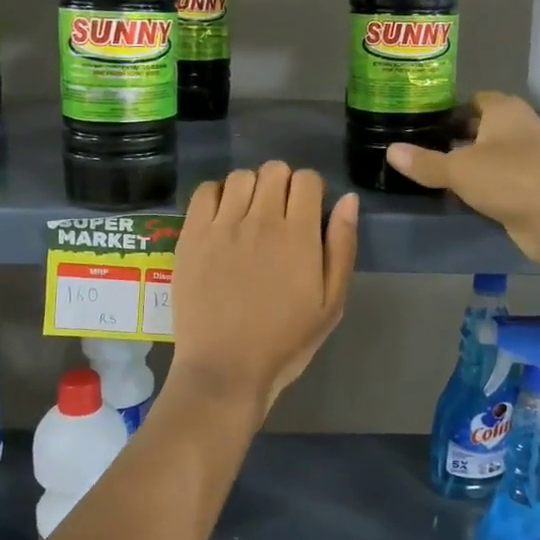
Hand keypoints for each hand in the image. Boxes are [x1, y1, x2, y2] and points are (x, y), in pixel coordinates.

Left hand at [171, 162, 357, 411]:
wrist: (225, 369)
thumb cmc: (285, 342)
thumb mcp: (331, 303)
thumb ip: (342, 247)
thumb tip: (349, 200)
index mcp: (298, 235)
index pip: (307, 179)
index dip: (311, 191)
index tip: (308, 214)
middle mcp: (260, 220)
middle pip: (274, 170)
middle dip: (283, 185)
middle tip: (280, 216)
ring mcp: (222, 226)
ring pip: (241, 176)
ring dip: (252, 188)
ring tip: (250, 216)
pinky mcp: (191, 236)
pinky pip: (205, 191)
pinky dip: (218, 195)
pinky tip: (223, 219)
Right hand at [387, 91, 539, 263]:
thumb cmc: (510, 179)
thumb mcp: (458, 169)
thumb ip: (424, 162)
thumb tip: (390, 150)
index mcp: (504, 109)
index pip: (472, 99)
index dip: (447, 109)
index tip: (420, 121)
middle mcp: (519, 127)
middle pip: (480, 126)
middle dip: (453, 135)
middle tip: (417, 146)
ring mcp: (528, 157)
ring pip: (488, 154)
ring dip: (466, 162)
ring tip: (429, 170)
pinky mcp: (530, 186)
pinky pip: (497, 178)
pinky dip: (479, 184)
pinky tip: (455, 193)